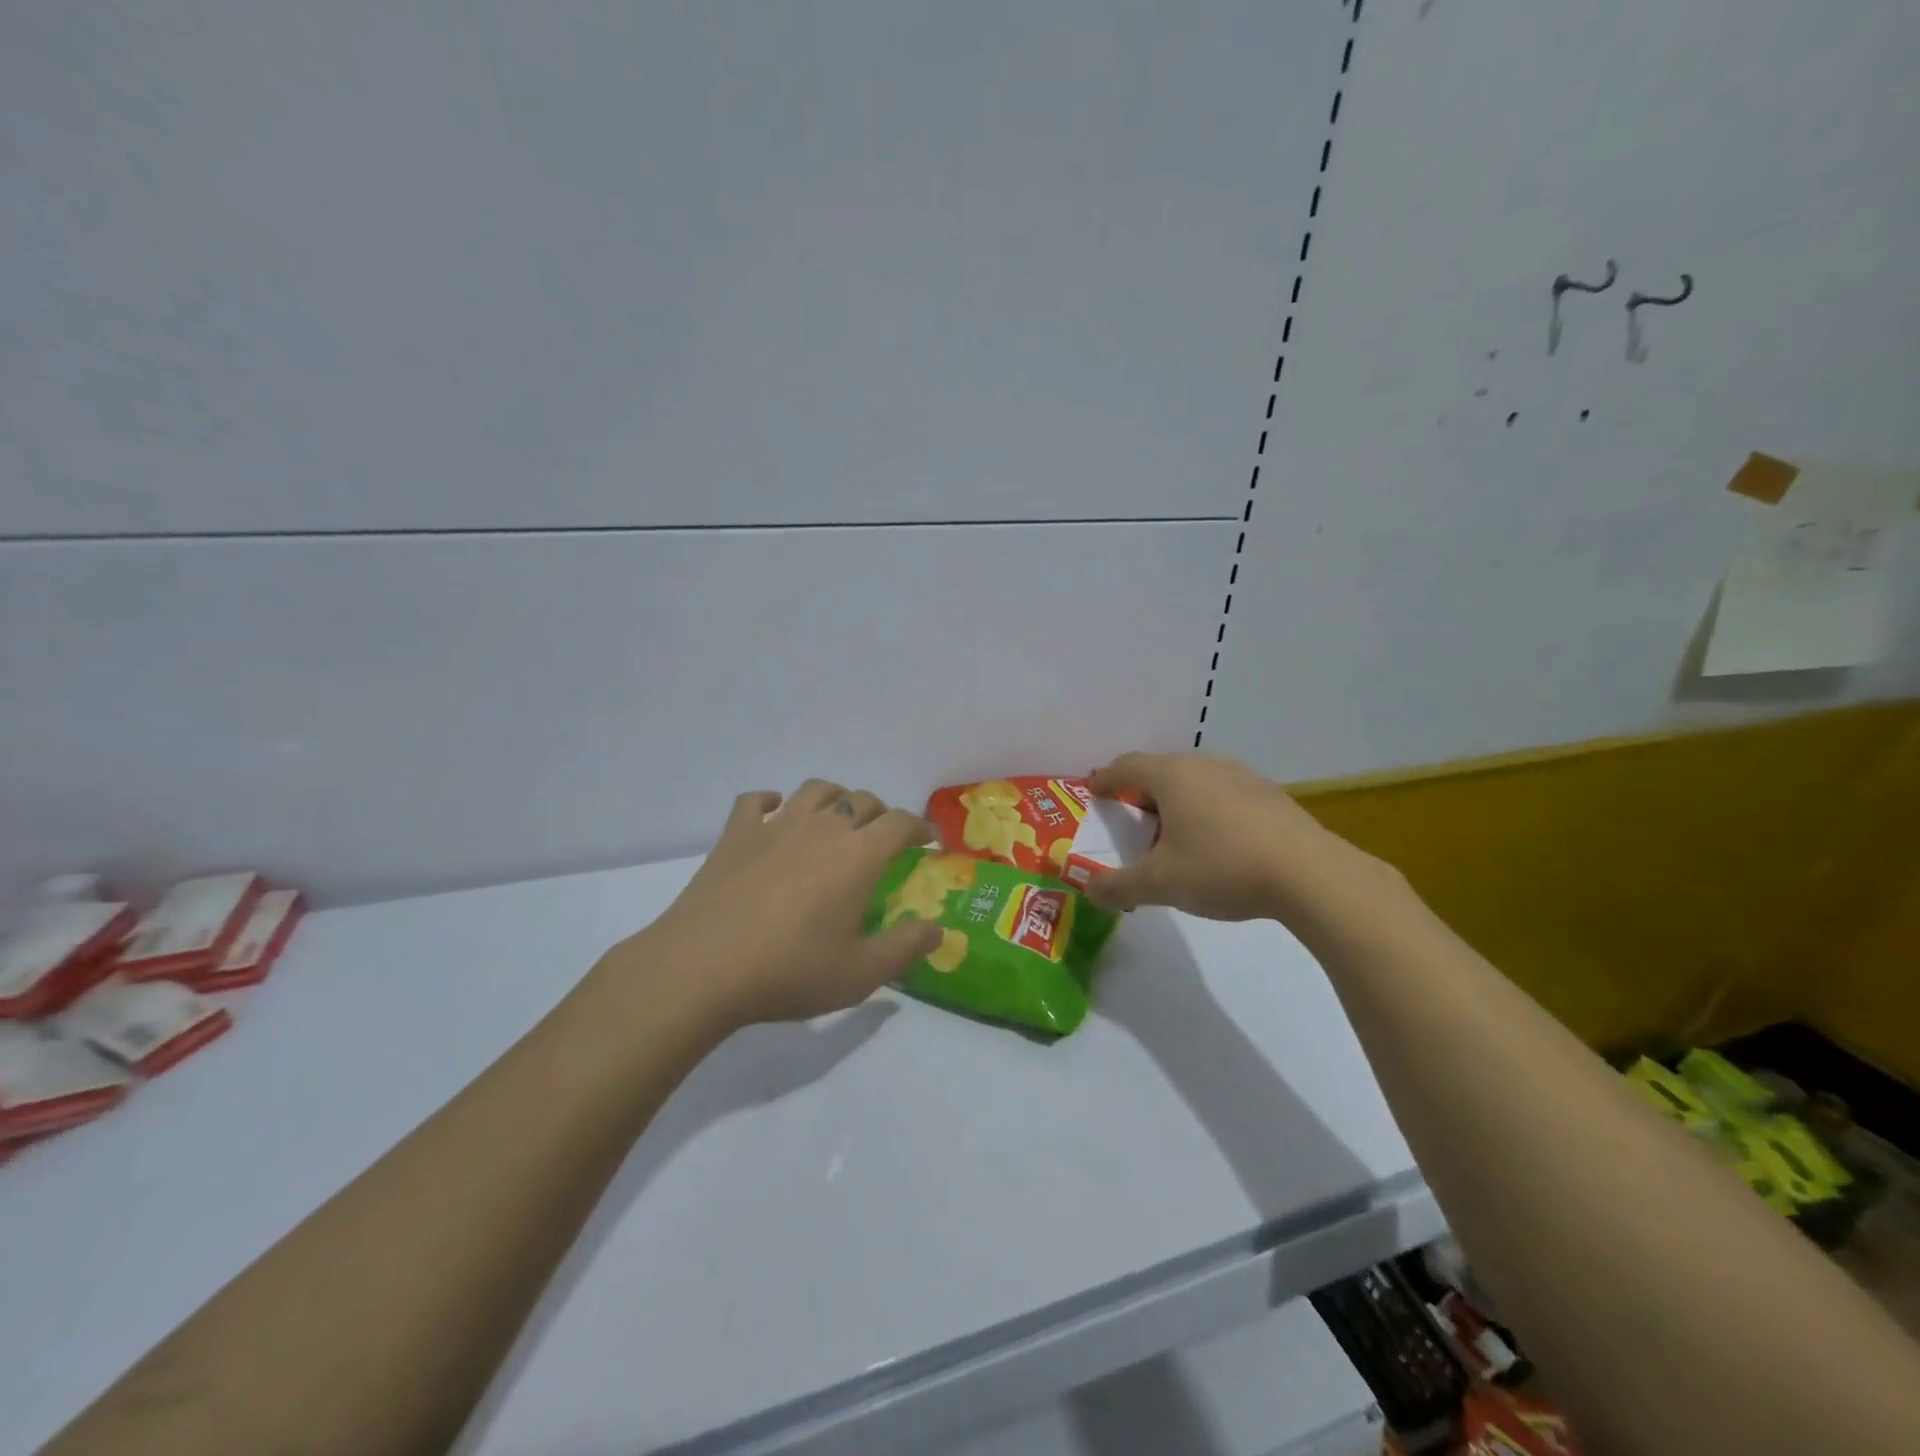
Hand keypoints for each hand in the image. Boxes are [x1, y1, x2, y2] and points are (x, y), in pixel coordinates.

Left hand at [613, 780, 943, 1026]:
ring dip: (835, 798)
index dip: (920, 827)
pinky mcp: (735, 834)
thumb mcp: (860, 973)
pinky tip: (774, 813)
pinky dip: (771, 801)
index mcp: (858, 855)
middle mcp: (822, 828)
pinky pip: (756, 801)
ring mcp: (775, 826)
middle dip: (881, 814)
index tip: (928, 840)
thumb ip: (905, 948)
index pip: (901, 823)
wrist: (702, 968)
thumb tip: (938, 929)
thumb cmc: (790, 970)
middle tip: (883, 839)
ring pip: (816, 790)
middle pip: (862, 801)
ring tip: (837, 818)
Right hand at [1082, 752, 1390, 922]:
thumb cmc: (1222, 868)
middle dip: (1140, 792)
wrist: (1310, 875)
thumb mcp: (1161, 884)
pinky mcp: (1269, 794)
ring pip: (1194, 780)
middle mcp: (1204, 765)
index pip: (1125, 766)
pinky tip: (1216, 841)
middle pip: (1160, 770)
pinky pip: (1223, 792)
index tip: (1092, 791)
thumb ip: (1119, 886)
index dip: (1104, 779)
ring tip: (1172, 832)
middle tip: (1130, 819)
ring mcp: (1241, 776)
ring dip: (1176, 800)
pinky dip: (1206, 808)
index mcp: (1172, 776)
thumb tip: (1087, 891)